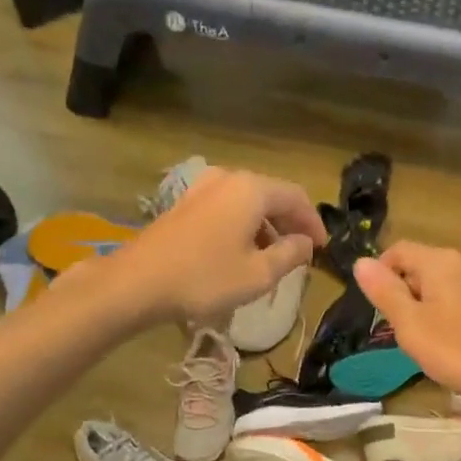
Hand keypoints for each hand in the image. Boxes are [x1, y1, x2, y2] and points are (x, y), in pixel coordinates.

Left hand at [108, 167, 323, 323]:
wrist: (138, 282)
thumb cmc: (205, 278)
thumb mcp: (258, 274)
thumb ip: (290, 255)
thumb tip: (305, 243)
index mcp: (252, 190)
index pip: (296, 197)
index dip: (314, 222)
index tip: (323, 248)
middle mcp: (228, 179)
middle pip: (271, 196)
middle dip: (290, 224)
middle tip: (301, 253)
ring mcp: (202, 188)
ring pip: (247, 203)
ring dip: (266, 227)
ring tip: (272, 259)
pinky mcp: (185, 204)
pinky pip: (226, 208)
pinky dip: (243, 226)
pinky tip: (241, 253)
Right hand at [352, 243, 460, 406]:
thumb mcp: (411, 325)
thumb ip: (385, 293)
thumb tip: (360, 262)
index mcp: (439, 261)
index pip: (398, 250)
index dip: (379, 273)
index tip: (374, 308)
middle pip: (421, 266)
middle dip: (403, 292)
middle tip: (397, 331)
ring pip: (443, 284)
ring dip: (426, 305)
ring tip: (424, 340)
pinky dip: (449, 314)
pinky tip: (454, 342)